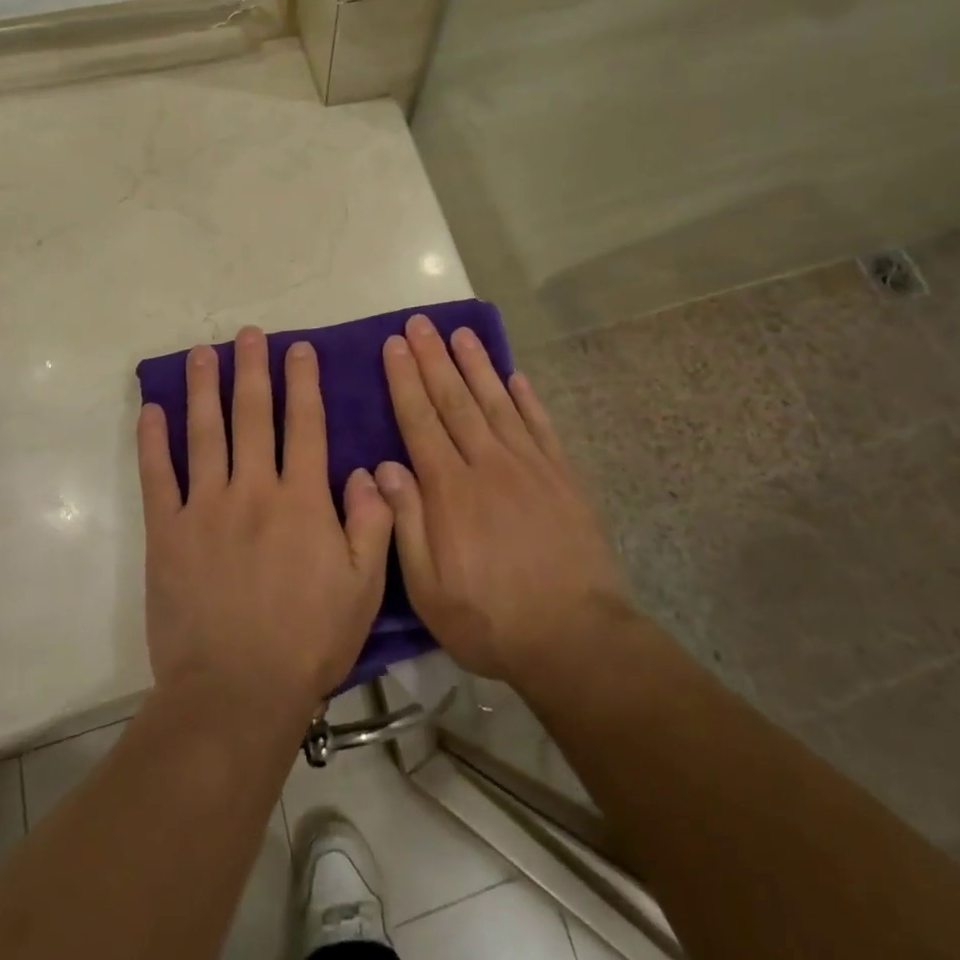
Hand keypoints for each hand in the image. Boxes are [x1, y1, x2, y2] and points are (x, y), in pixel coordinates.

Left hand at [138, 326, 394, 719]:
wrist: (236, 693)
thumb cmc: (308, 640)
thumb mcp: (364, 587)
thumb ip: (373, 522)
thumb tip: (368, 470)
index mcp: (302, 499)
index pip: (305, 424)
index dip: (303, 382)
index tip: (298, 349)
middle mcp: (253, 489)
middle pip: (252, 415)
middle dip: (252, 369)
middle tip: (249, 333)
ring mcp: (205, 508)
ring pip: (204, 433)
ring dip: (203, 388)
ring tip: (202, 353)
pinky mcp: (167, 533)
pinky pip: (157, 477)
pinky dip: (153, 441)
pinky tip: (151, 410)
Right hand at [376, 314, 631, 687]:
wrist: (575, 638)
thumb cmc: (491, 619)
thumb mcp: (429, 589)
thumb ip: (405, 523)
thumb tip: (383, 467)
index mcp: (450, 490)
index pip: (420, 421)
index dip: (405, 380)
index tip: (394, 345)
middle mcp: (487, 464)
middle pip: (455, 400)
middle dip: (433, 358)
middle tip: (419, 322)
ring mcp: (529, 466)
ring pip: (496, 402)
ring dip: (476, 364)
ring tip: (461, 332)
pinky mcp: (562, 477)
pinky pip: (540, 426)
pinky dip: (526, 398)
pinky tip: (515, 376)